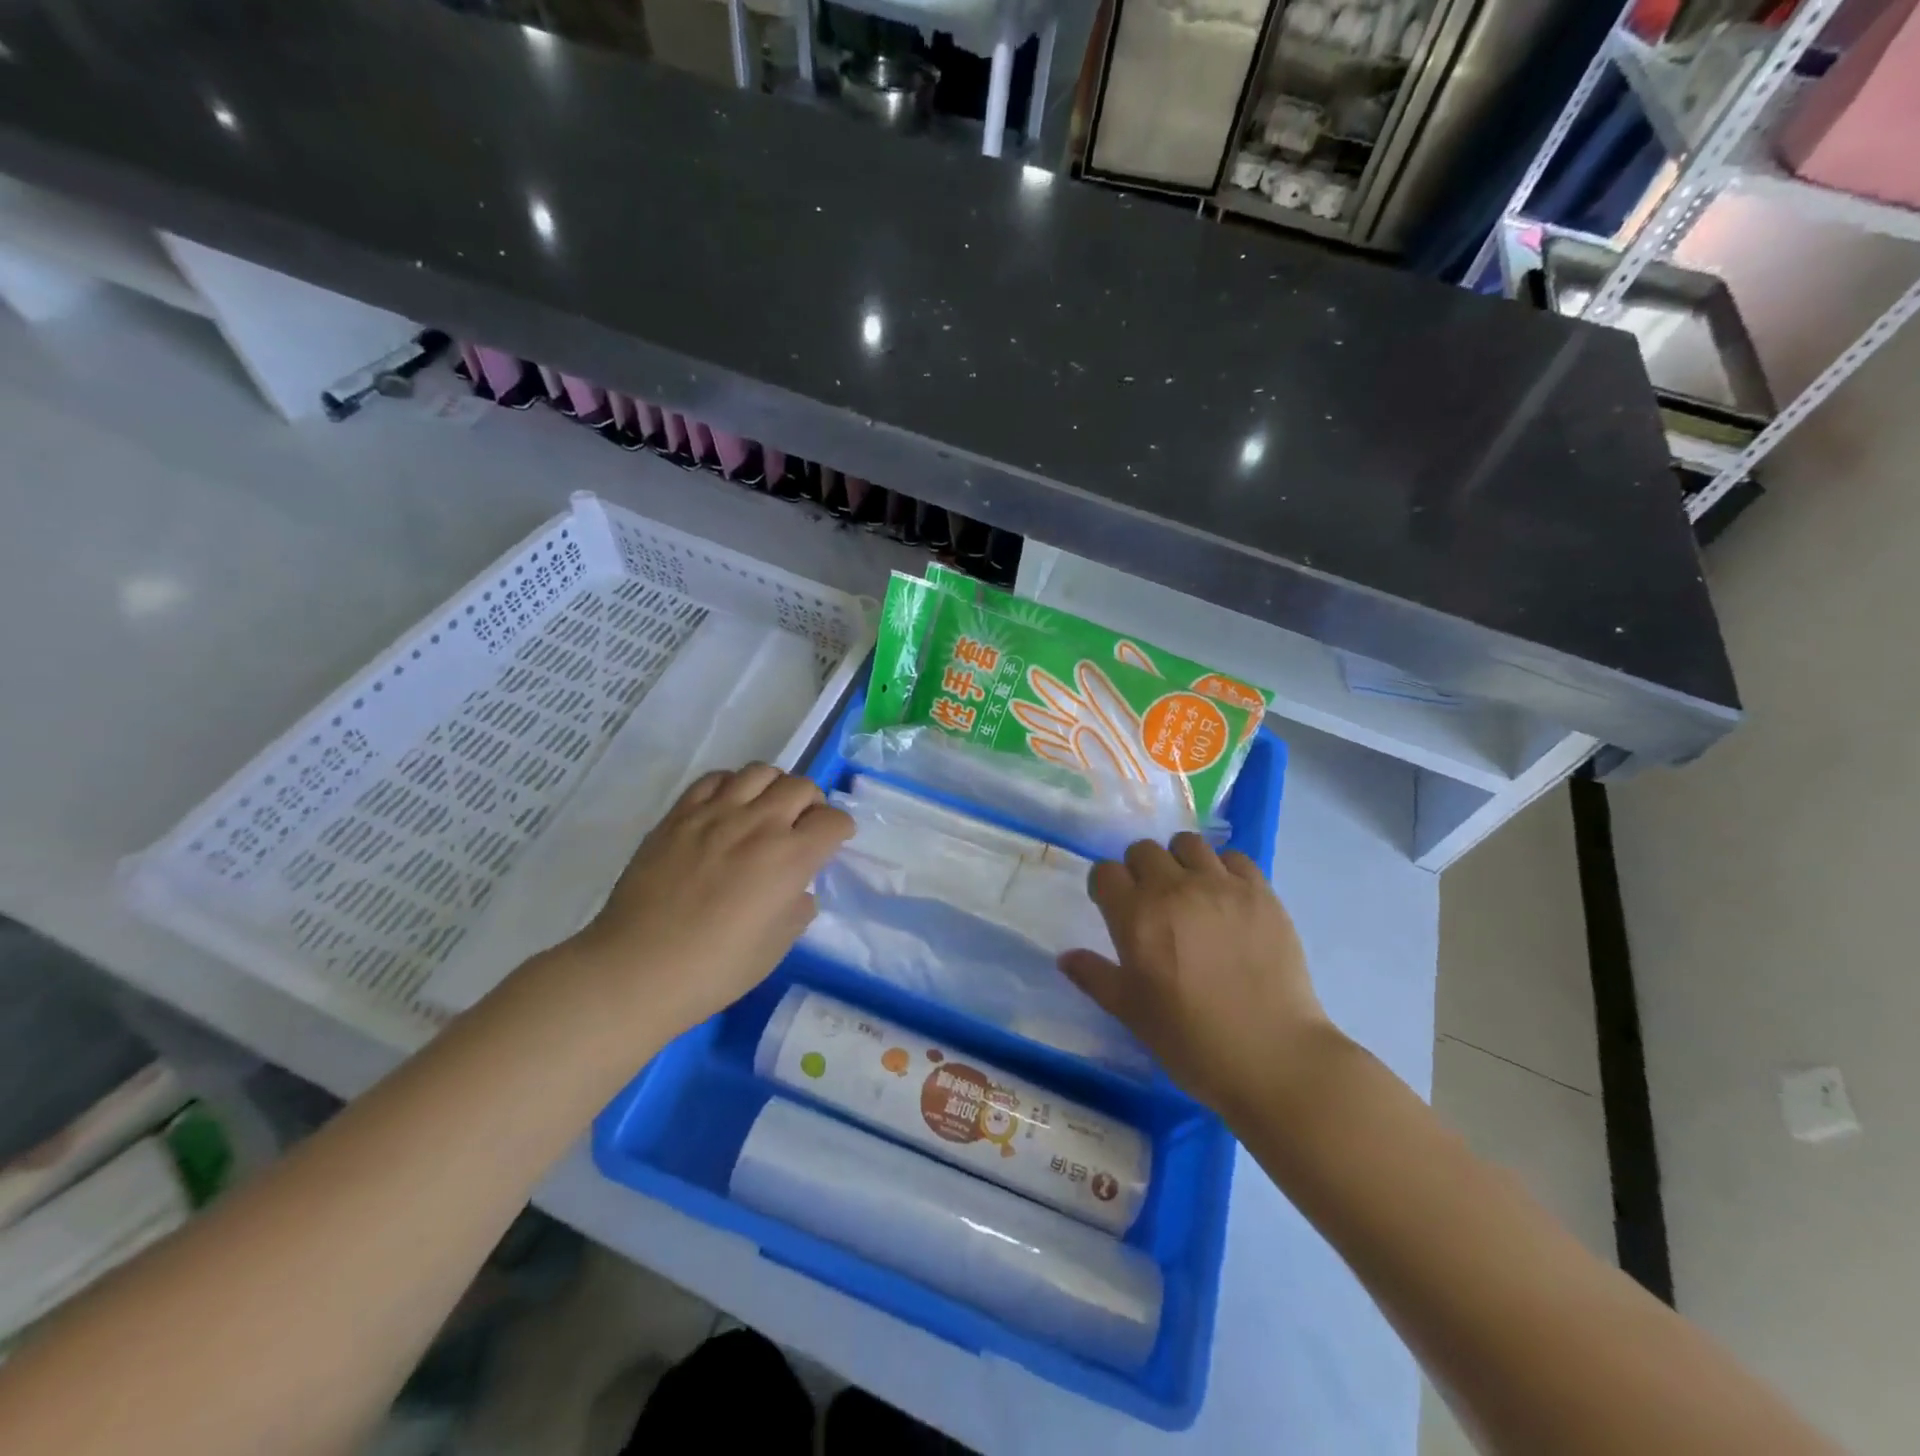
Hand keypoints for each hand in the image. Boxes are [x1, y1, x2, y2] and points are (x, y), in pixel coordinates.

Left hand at [570, 764, 852, 1037]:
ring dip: (774, 787)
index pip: (834, 820)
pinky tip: (727, 808)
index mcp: (790, 858)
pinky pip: (715, 778)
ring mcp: (716, 813)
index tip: (833, 842)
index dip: (840, 830)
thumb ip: (798, 907)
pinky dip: (732, 785)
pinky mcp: (679, 814)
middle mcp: (759, 824)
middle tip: (802, 826)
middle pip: (802, 786)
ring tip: (765, 810)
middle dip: (812, 804)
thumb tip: (796, 888)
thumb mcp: (777, 946)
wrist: (638, 969)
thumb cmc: (716, 969)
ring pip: (761, 771)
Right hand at [1059, 833, 1336, 1118]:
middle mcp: (1175, 889)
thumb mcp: (1130, 1013)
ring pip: (1188, 844)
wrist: (1272, 1056)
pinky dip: (1224, 870)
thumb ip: (1094, 977)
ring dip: (1180, 862)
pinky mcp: (1261, 892)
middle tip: (1151, 903)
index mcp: (1136, 916)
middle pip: (1144, 850)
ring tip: (1190, 892)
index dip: (1105, 887)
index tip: (1112, 907)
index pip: (1105, 872)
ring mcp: (1221, 886)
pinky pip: (1234, 858)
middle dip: (1139, 871)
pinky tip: (1227, 899)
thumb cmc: (1190, 1040)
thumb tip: (1065, 957)